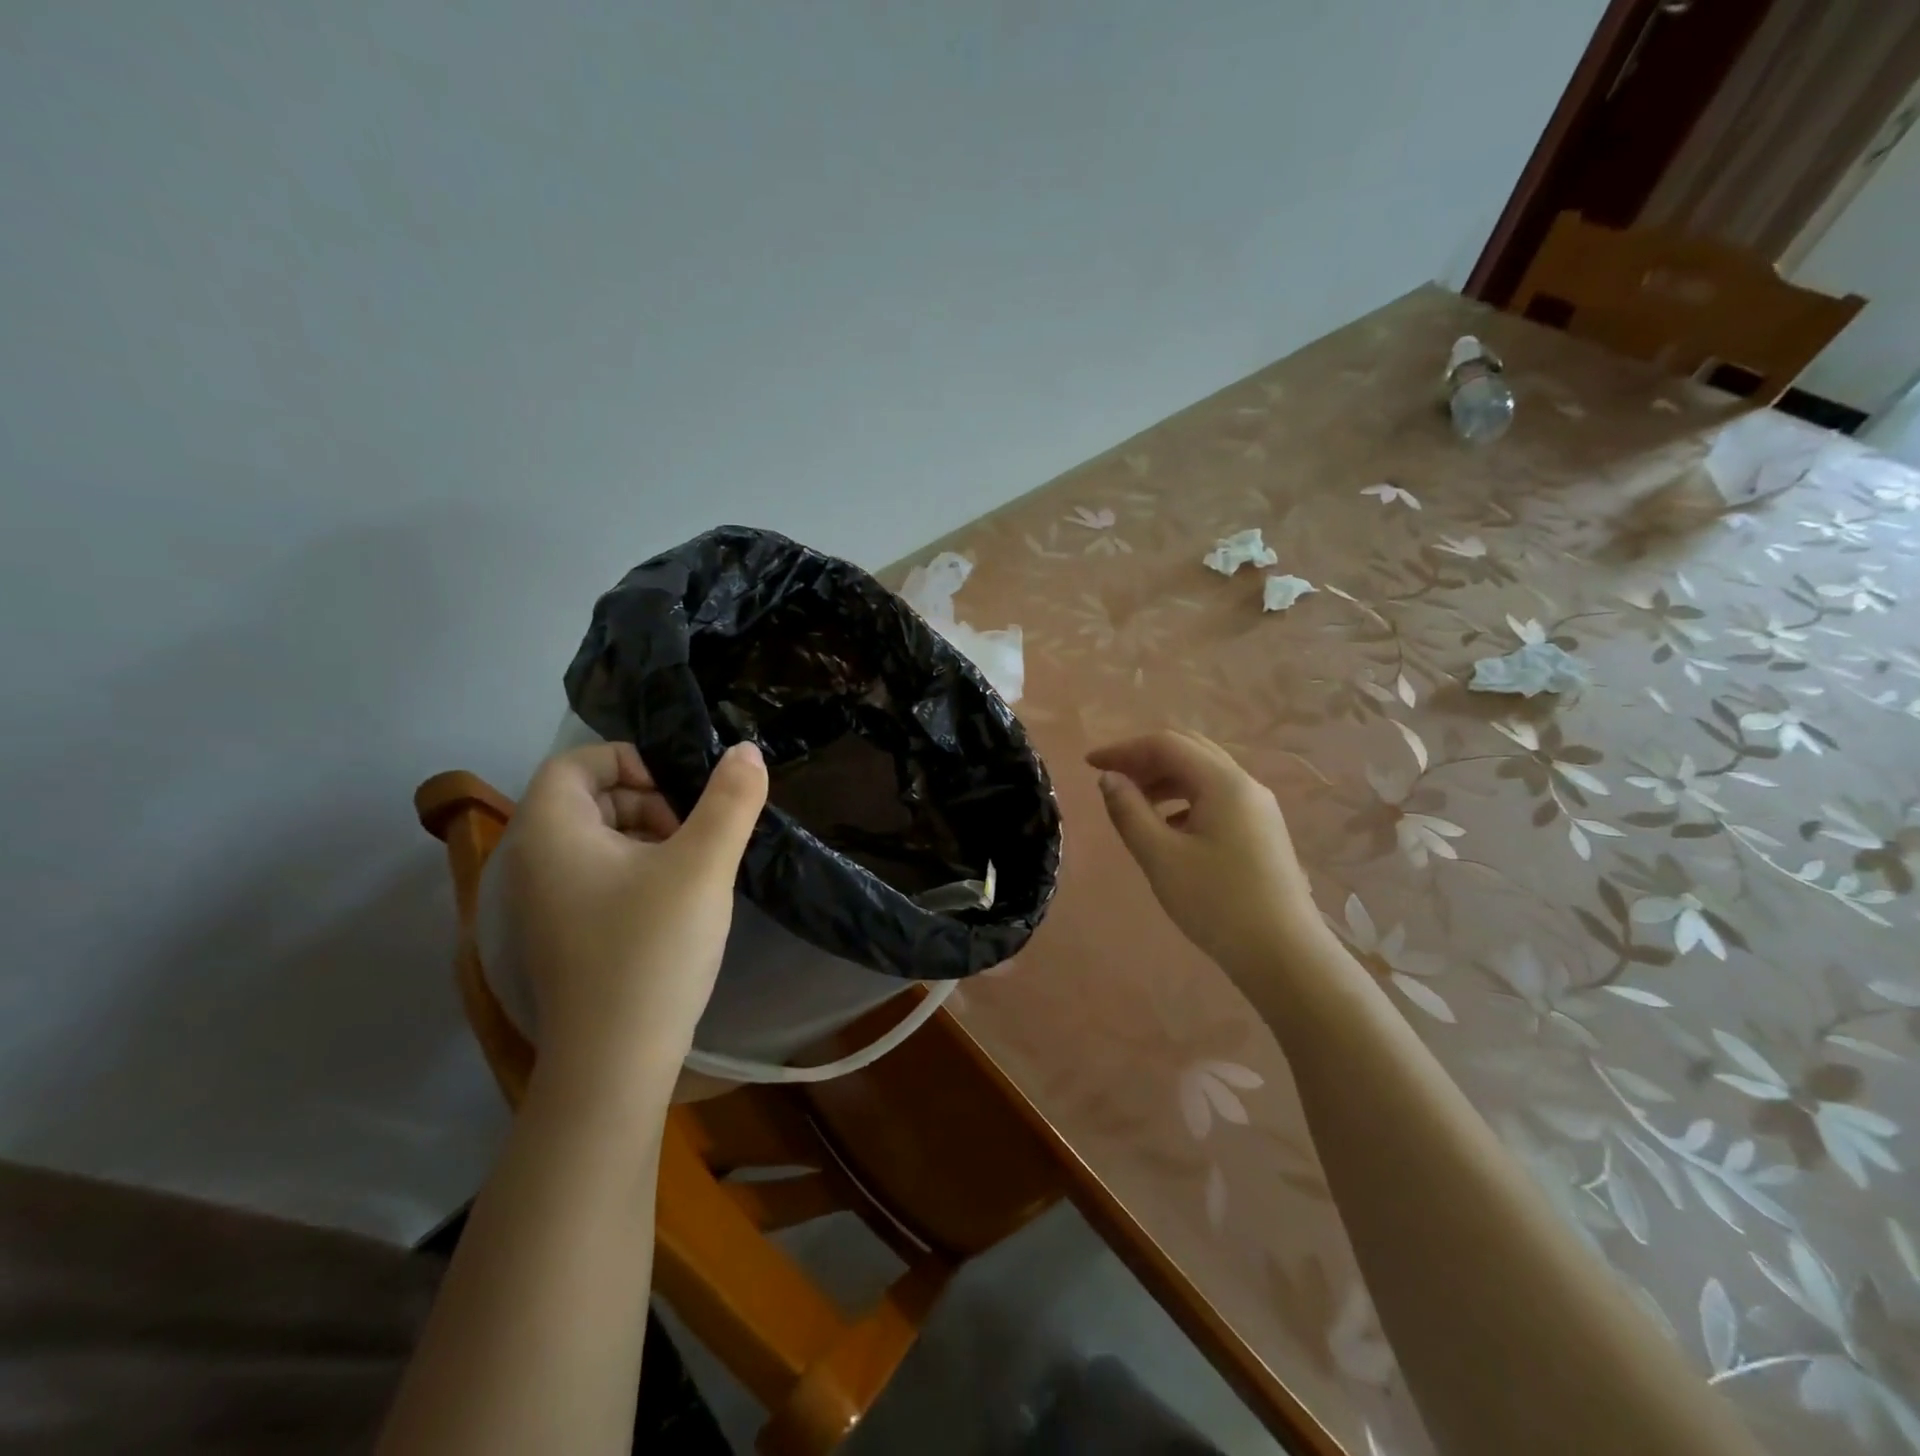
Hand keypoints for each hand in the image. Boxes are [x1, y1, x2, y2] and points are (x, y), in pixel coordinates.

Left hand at [490, 741, 767, 1094]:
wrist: (615, 1060)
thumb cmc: (652, 948)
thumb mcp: (703, 864)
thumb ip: (731, 800)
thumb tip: (747, 750)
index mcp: (551, 831)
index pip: (577, 762)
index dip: (631, 760)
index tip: (681, 789)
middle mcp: (532, 860)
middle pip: (587, 798)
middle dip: (646, 799)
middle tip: (693, 830)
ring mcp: (543, 903)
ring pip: (594, 839)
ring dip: (645, 835)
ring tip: (692, 865)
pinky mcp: (561, 935)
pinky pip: (595, 877)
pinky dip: (634, 870)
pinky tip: (675, 900)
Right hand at [1087, 730, 1320, 981]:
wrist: (1284, 955)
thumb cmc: (1216, 903)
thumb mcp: (1160, 857)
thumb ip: (1128, 811)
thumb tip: (1109, 778)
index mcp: (1223, 782)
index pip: (1166, 744)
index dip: (1124, 749)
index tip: (1089, 765)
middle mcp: (1245, 784)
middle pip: (1188, 750)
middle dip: (1144, 759)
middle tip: (1111, 779)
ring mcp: (1258, 807)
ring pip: (1203, 774)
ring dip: (1164, 778)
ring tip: (1133, 803)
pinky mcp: (1261, 830)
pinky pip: (1216, 797)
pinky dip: (1184, 799)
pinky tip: (1167, 827)